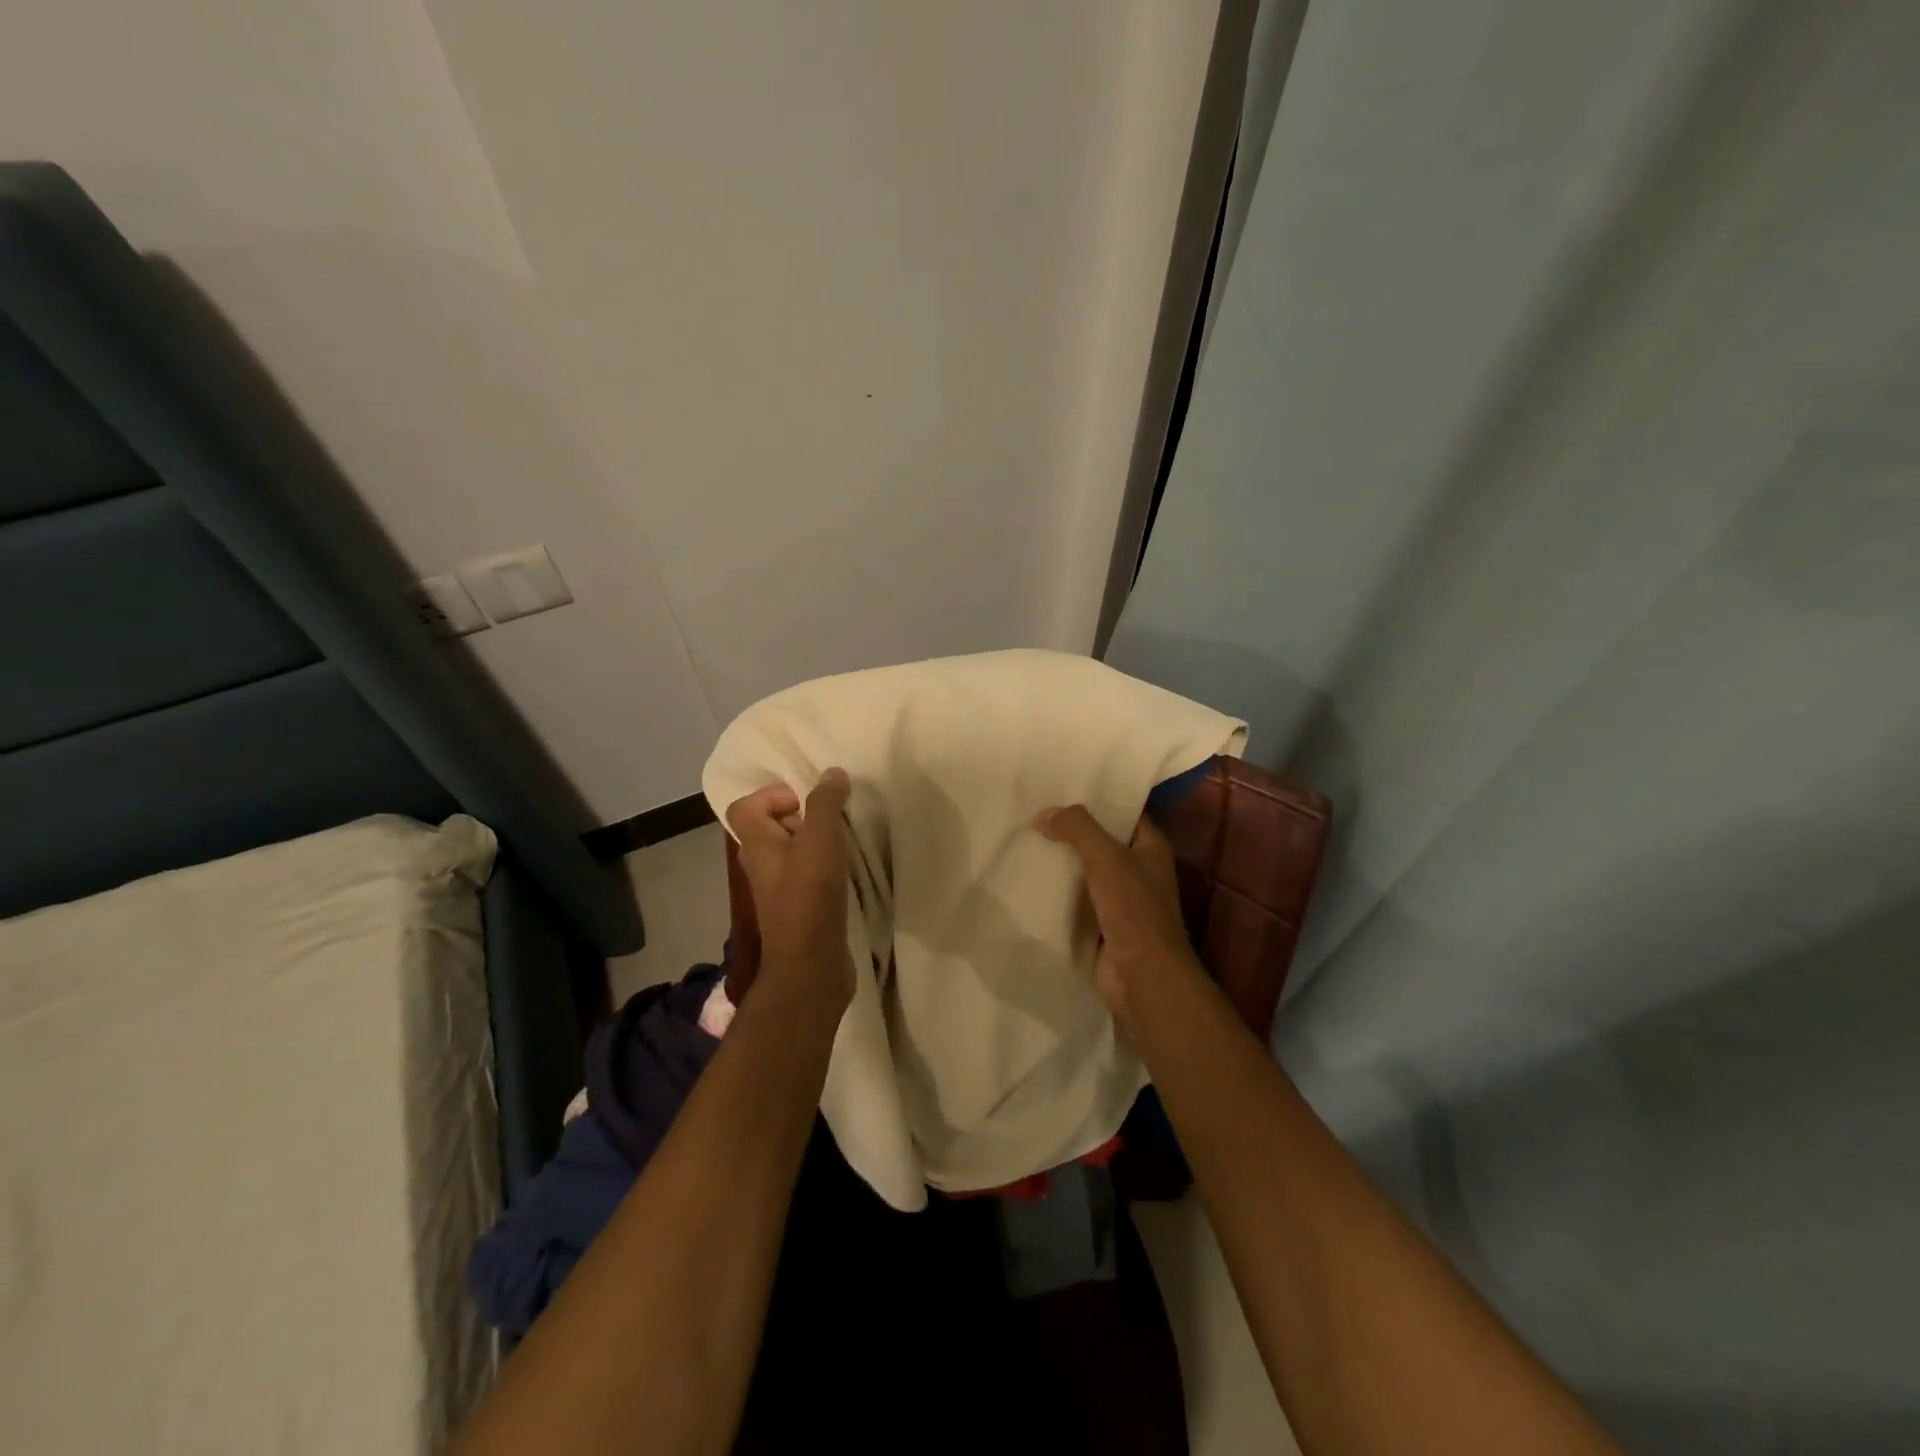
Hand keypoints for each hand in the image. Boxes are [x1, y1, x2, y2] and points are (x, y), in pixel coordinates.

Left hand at [726, 769, 856, 1012]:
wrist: (811, 966)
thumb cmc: (809, 897)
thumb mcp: (820, 841)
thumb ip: (825, 803)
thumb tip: (832, 773)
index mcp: (757, 845)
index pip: (744, 807)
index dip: (772, 796)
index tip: (805, 803)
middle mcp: (762, 865)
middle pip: (770, 828)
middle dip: (802, 817)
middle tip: (831, 822)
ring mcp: (779, 890)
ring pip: (792, 853)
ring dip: (816, 844)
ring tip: (844, 844)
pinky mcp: (799, 910)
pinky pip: (807, 876)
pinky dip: (824, 869)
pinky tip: (847, 873)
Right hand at [1037, 805, 1200, 1025]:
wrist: (1140, 977)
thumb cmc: (1134, 910)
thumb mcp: (1107, 857)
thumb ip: (1077, 828)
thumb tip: (1043, 815)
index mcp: (1150, 848)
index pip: (1124, 811)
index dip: (1098, 797)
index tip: (1062, 784)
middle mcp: (1136, 869)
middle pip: (1099, 840)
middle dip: (1069, 828)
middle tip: (1031, 807)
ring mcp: (1117, 899)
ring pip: (1082, 870)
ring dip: (1058, 859)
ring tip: (1021, 836)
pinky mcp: (1097, 924)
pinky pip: (1071, 899)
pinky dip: (1052, 890)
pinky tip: (1024, 875)